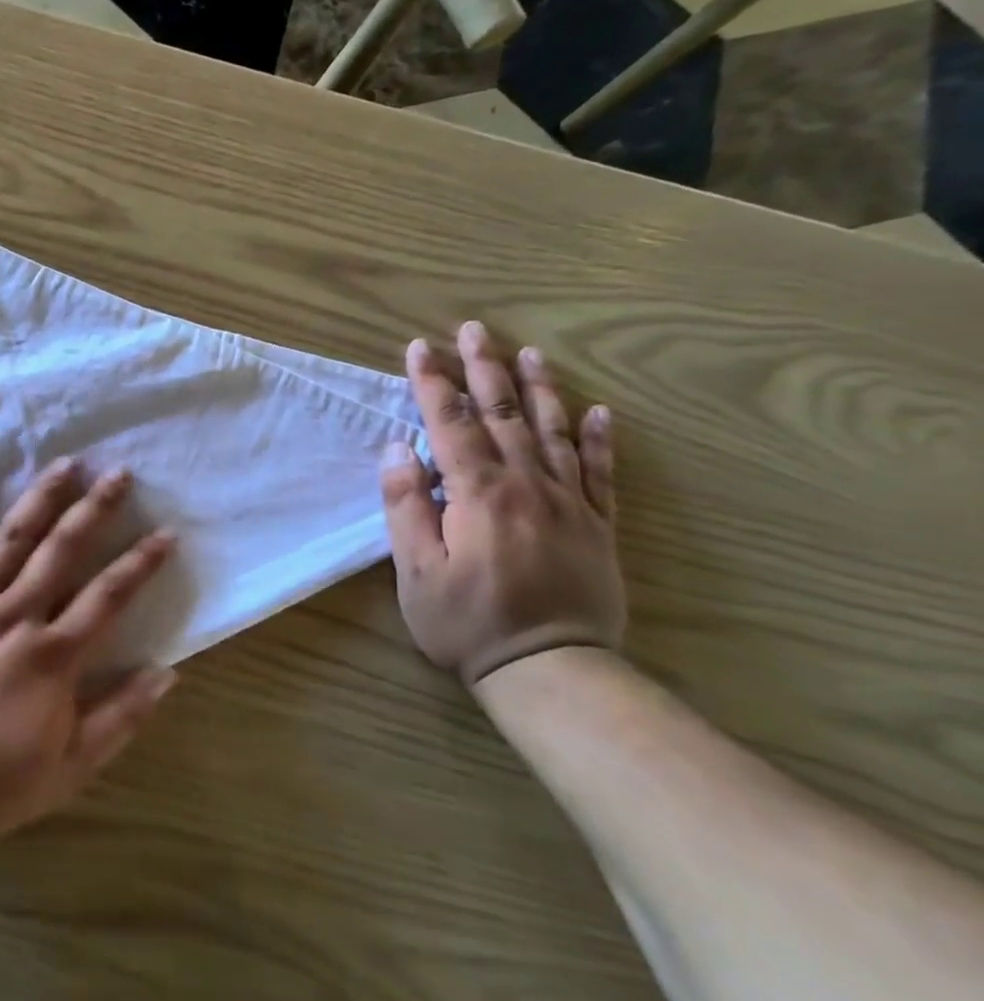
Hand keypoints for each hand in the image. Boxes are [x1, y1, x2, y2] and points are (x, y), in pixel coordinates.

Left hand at [0, 460, 177, 855]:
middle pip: (61, 550)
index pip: (108, 597)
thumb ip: (118, 719)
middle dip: (95, 509)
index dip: (140, 563)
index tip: (166, 532)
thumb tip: (167, 673)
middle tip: (119, 473)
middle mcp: (12, 616)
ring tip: (66, 463)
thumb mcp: (65, 770)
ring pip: (9, 538)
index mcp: (50, 656)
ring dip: (40, 497)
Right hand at [379, 321, 624, 685]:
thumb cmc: (467, 622)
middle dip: (483, 369)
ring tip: (528, 352)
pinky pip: (601, 472)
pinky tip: (597, 411)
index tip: (418, 348)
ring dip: (539, 388)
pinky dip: (597, 439)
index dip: (432, 383)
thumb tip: (399, 449)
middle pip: (503, 415)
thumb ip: (405, 506)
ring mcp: (570, 503)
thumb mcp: (415, 570)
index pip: (450, 424)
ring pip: (552, 432)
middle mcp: (527, 485)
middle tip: (473, 330)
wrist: (552, 670)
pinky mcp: (598, 526)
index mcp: (478, 493)